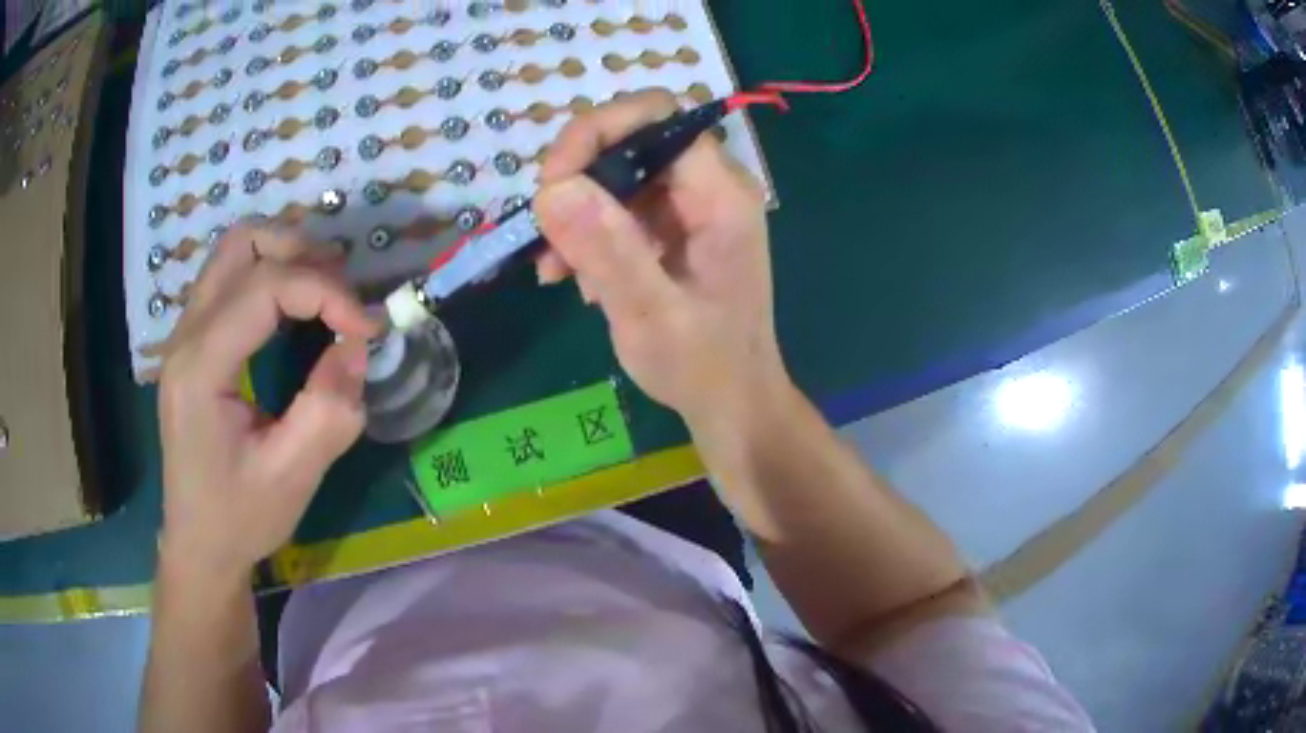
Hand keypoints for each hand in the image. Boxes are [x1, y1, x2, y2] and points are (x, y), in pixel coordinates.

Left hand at [156, 224, 379, 577]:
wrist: (198, 544)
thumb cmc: (239, 517)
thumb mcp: (292, 477)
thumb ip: (329, 411)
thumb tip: (357, 347)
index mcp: (200, 367)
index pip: (265, 285)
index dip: (325, 292)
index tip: (368, 328)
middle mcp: (185, 335)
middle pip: (242, 243)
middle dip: (302, 253)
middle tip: (343, 295)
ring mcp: (184, 334)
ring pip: (234, 251)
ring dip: (285, 257)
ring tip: (324, 293)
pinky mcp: (192, 343)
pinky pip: (230, 278)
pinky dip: (269, 274)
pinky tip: (293, 309)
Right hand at [534, 90, 790, 431]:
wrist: (732, 402)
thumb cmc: (703, 367)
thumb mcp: (651, 315)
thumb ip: (607, 250)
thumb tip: (553, 188)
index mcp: (721, 195)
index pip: (656, 116)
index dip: (596, 133)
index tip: (551, 183)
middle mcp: (710, 186)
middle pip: (632, 138)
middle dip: (578, 175)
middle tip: (545, 229)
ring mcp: (692, 205)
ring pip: (618, 172)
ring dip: (576, 211)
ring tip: (554, 268)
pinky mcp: (674, 227)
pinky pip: (621, 206)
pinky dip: (588, 233)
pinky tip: (574, 277)